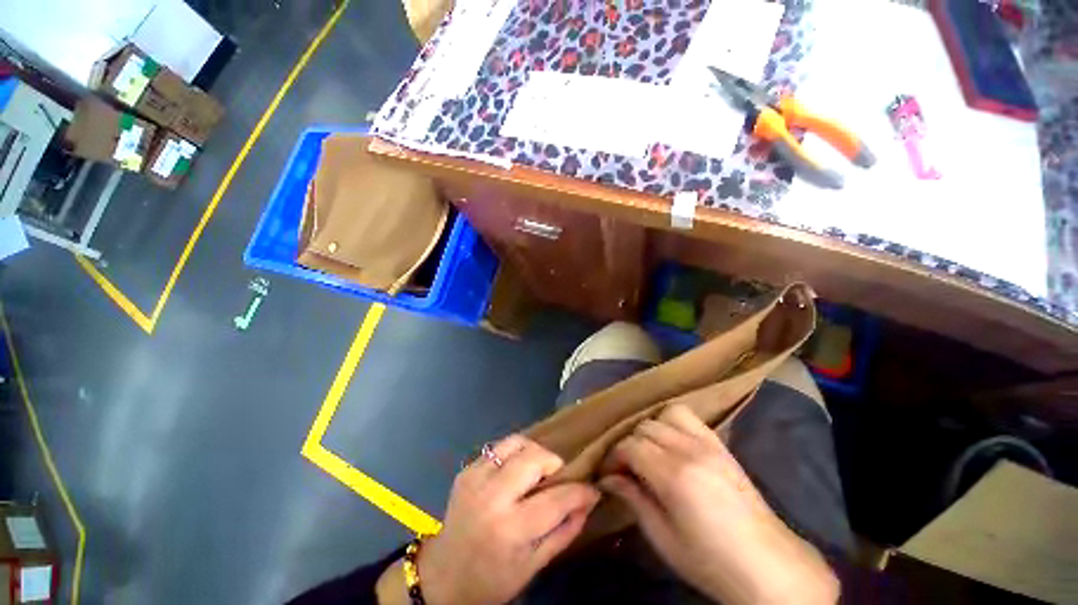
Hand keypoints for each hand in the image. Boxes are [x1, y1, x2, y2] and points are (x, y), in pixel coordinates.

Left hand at [380, 435, 599, 604]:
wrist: (442, 576)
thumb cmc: (492, 579)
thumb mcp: (534, 566)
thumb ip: (565, 532)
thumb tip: (588, 503)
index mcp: (511, 529)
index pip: (557, 498)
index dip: (580, 491)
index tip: (592, 489)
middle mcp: (492, 496)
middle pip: (534, 457)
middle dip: (553, 463)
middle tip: (557, 476)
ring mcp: (475, 478)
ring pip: (516, 443)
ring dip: (533, 453)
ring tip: (536, 470)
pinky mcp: (467, 469)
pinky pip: (498, 447)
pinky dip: (514, 454)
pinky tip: (515, 472)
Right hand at [600, 405, 838, 604]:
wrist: (767, 566)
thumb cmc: (710, 561)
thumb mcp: (663, 538)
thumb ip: (633, 499)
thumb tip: (607, 479)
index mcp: (674, 476)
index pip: (630, 446)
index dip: (613, 457)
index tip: (608, 473)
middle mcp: (690, 450)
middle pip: (644, 428)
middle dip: (628, 444)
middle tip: (626, 467)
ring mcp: (708, 443)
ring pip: (664, 414)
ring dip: (650, 429)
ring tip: (649, 451)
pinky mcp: (721, 444)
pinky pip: (688, 416)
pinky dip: (672, 422)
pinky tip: (671, 442)